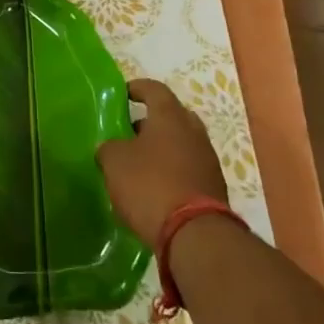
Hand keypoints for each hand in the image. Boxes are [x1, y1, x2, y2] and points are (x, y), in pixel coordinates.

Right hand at [97, 79, 227, 244]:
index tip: (123, 94)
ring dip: (162, 150)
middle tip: (130, 133)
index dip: (137, 88)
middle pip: (172, 116)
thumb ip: (110, 148)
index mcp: (170, 116)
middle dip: (151, 122)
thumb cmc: (150, 185)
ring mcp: (208, 160)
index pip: (154, 89)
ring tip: (139, 165)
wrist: (195, 235)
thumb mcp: (115, 162)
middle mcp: (194, 132)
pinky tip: (155, 189)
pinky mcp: (214, 188)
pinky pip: (189, 170)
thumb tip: (111, 148)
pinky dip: (172, 173)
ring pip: (182, 145)